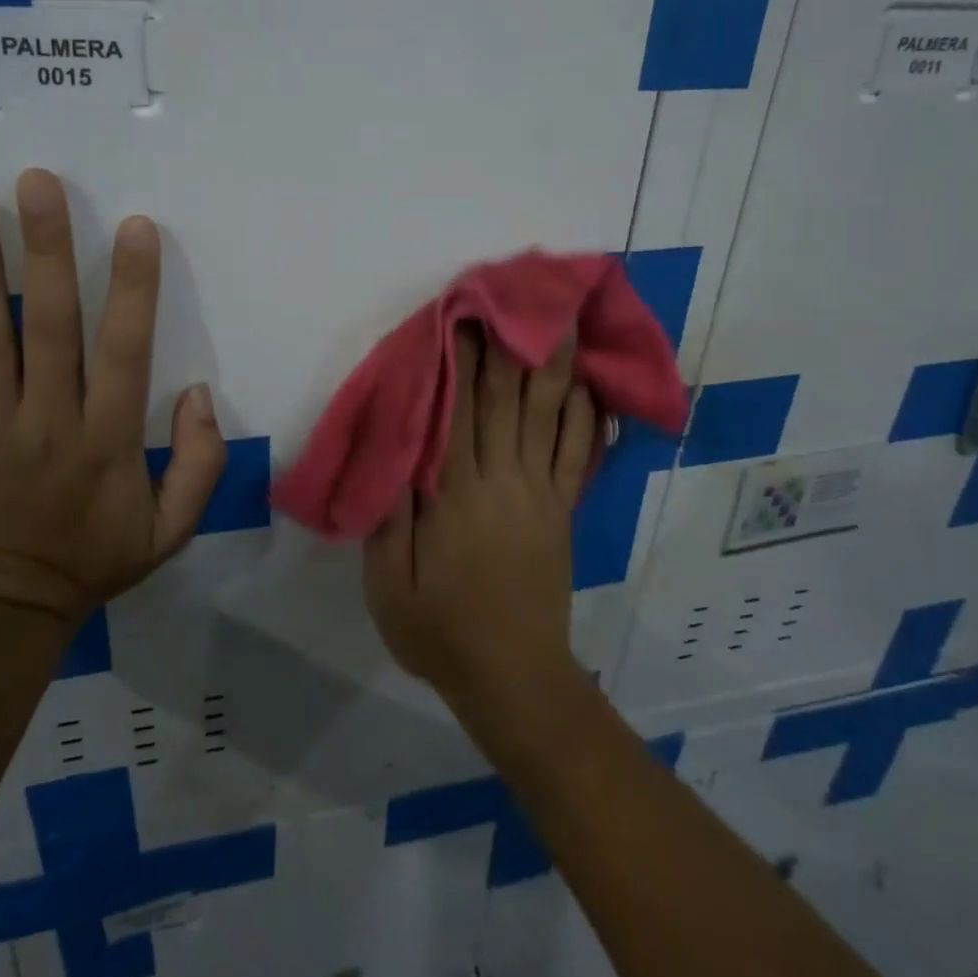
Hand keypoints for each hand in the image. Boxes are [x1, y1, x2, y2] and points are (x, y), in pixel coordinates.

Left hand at [0, 170, 226, 628]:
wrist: (3, 614)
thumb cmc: (94, 561)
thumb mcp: (172, 530)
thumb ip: (200, 462)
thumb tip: (198, 391)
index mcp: (107, 440)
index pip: (124, 349)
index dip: (131, 286)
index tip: (135, 227)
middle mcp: (48, 421)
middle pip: (48, 326)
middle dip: (45, 250)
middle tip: (37, 185)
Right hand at [364, 327, 598, 712]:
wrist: (515, 681)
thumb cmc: (441, 632)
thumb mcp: (389, 587)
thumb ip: (389, 518)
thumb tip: (395, 453)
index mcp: (455, 496)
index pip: (458, 411)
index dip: (463, 360)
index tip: (467, 315)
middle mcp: (502, 482)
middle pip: (508, 401)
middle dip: (512, 343)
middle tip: (521, 295)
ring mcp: (540, 494)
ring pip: (549, 418)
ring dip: (555, 366)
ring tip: (565, 321)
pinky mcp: (562, 511)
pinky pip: (579, 456)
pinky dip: (586, 417)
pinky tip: (588, 386)